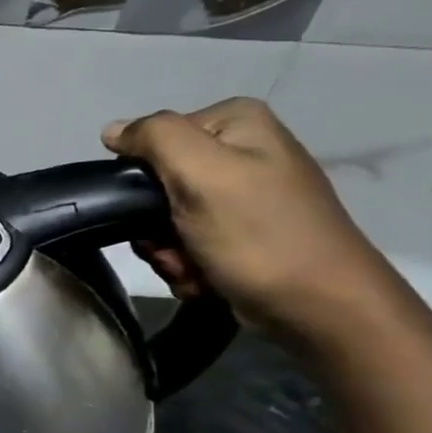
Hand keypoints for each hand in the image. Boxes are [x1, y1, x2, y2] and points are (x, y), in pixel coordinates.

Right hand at [102, 98, 413, 342]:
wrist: (320, 308)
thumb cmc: (258, 234)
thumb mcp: (201, 172)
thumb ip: (152, 137)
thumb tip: (111, 130)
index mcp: (236, 124)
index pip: (152, 139)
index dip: (141, 177)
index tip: (154, 210)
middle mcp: (241, 153)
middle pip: (156, 184)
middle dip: (154, 226)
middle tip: (173, 248)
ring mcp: (242, 197)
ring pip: (164, 220)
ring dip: (167, 251)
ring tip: (191, 268)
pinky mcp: (241, 235)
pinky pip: (185, 244)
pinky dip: (186, 266)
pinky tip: (205, 278)